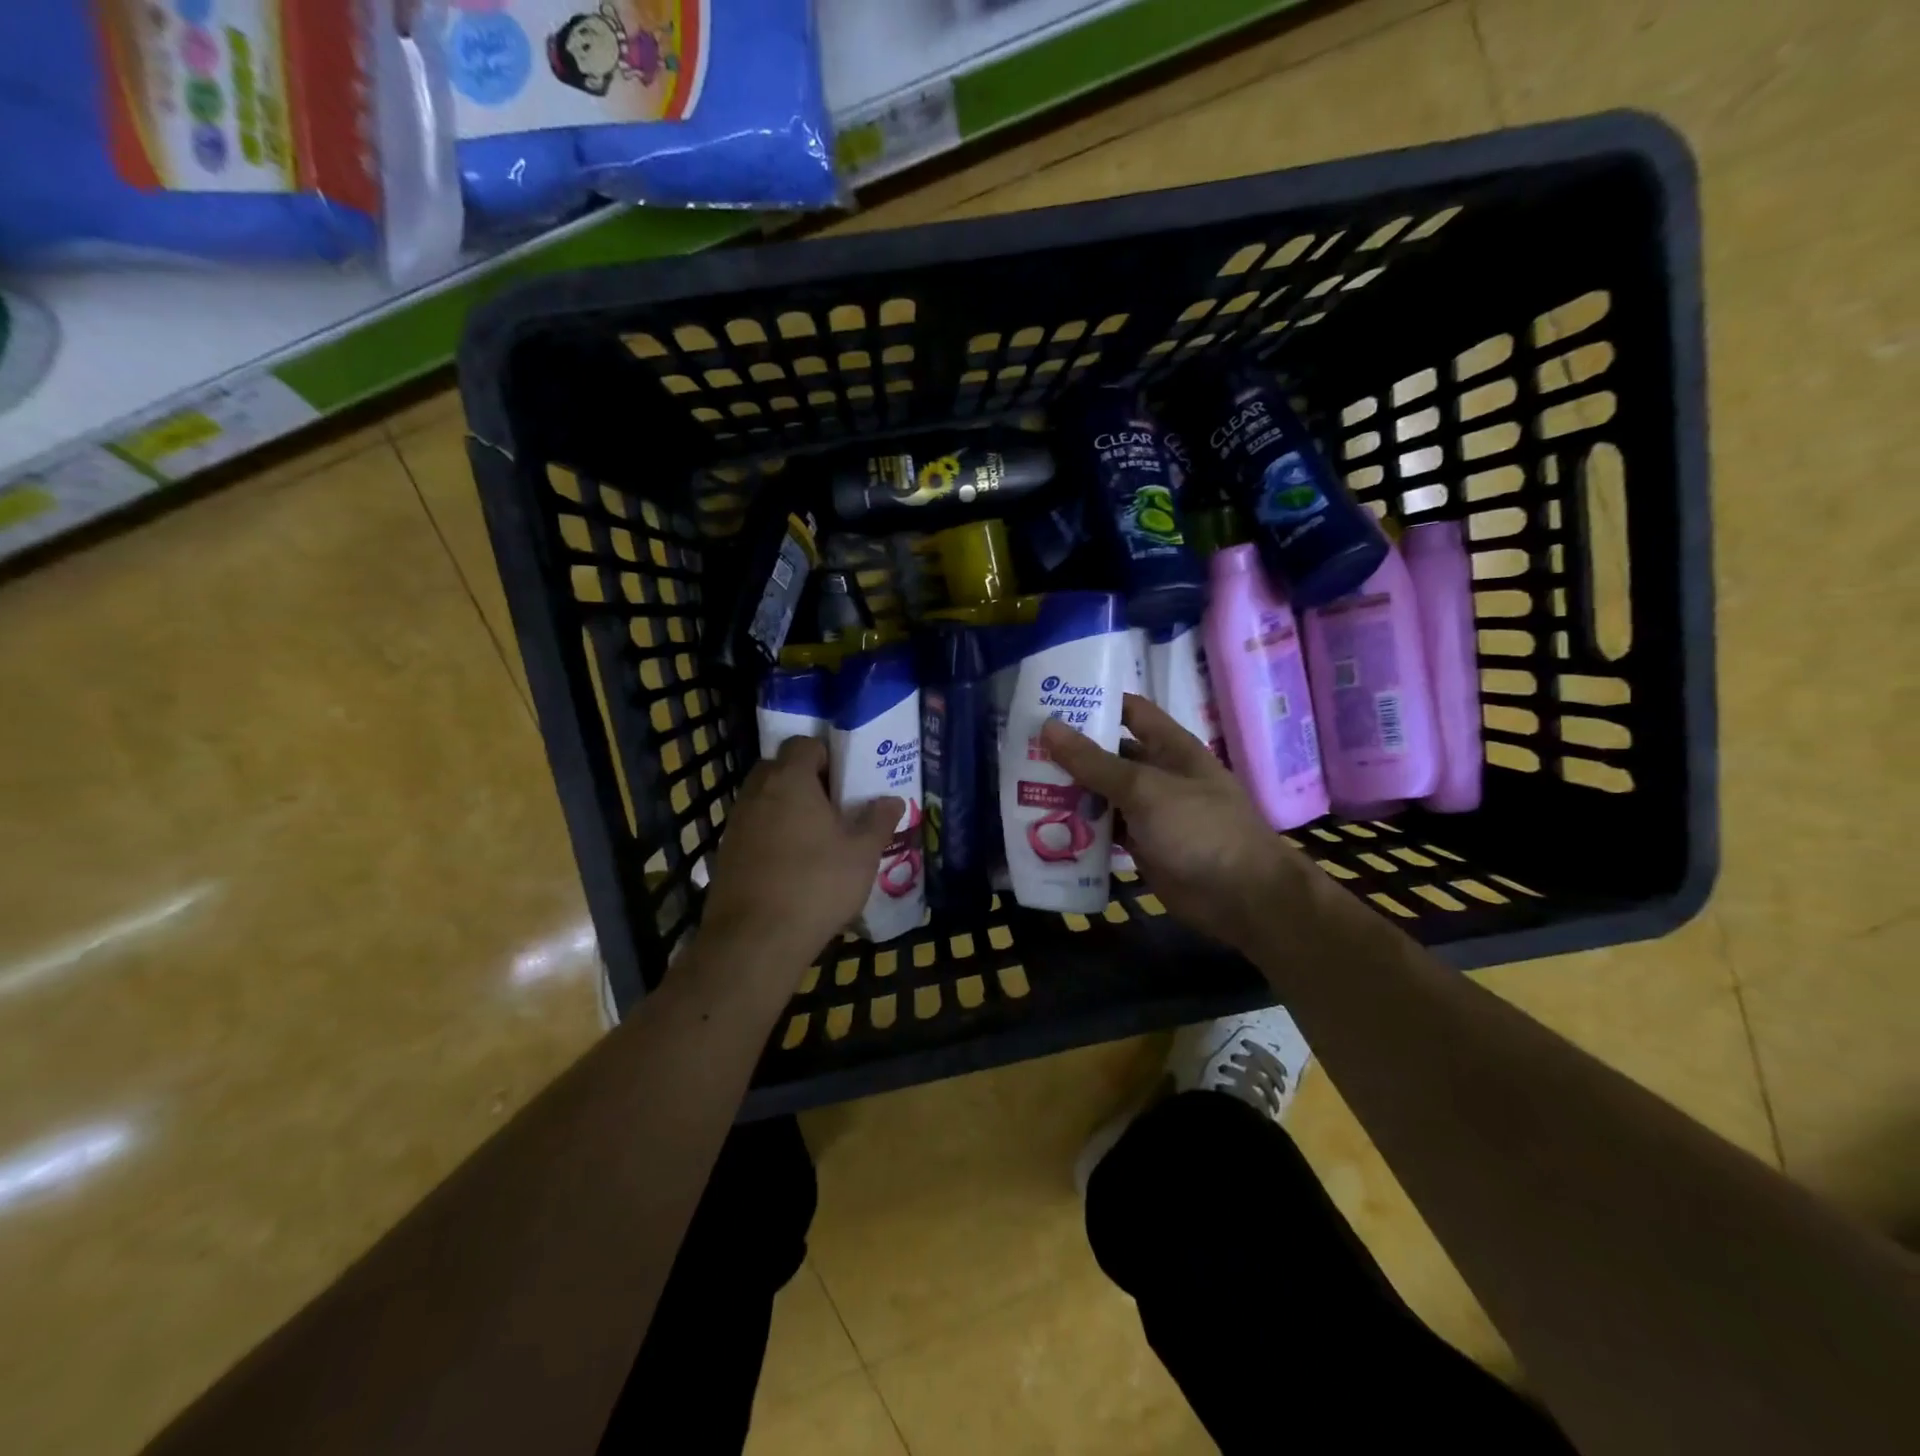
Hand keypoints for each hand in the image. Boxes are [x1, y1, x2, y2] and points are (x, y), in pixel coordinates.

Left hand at [700, 736, 903, 971]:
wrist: (754, 940)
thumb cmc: (816, 884)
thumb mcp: (862, 854)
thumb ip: (879, 821)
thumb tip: (892, 800)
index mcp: (790, 780)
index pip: (804, 744)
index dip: (826, 756)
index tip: (845, 781)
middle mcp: (757, 793)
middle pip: (779, 768)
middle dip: (804, 780)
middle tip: (832, 807)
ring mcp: (736, 823)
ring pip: (763, 800)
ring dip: (785, 809)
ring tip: (814, 839)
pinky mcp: (725, 854)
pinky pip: (752, 829)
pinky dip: (770, 836)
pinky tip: (791, 866)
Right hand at [1040, 694, 1309, 952]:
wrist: (1242, 897)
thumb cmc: (1199, 829)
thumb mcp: (1144, 789)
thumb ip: (1095, 762)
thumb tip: (1048, 726)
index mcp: (1169, 747)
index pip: (1129, 711)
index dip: (1094, 702)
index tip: (1050, 701)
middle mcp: (1159, 773)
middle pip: (1109, 754)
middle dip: (1071, 752)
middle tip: (1022, 749)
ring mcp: (1150, 811)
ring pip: (1103, 793)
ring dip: (1070, 791)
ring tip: (1022, 786)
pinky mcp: (1142, 844)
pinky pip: (1105, 829)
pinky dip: (1080, 828)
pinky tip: (1046, 826)